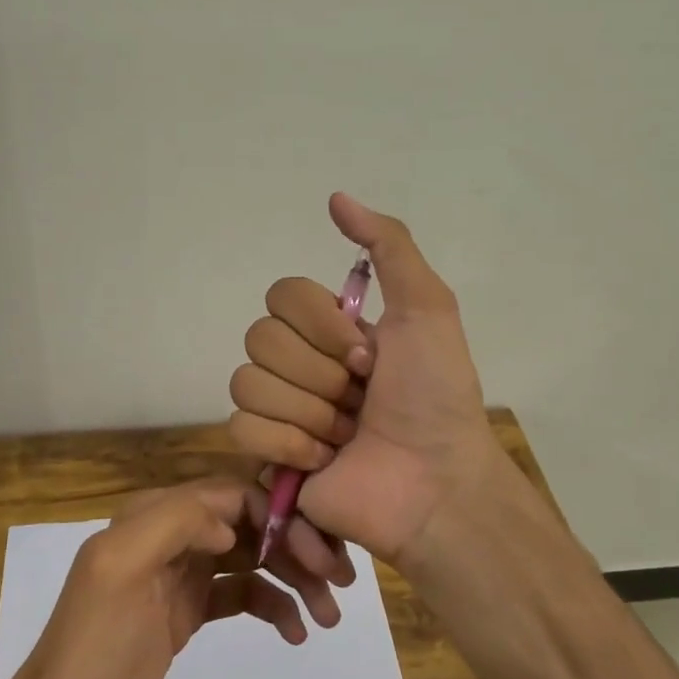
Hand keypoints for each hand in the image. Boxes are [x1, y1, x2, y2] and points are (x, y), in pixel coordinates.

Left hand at [1, 480, 307, 678]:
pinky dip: (271, 605)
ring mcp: (180, 577)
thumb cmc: (92, 651)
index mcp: (153, 516)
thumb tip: (231, 523)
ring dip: (291, 578)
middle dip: (293, 547)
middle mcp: (171, 537)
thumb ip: (173, 522)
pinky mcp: (187, 615)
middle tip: (337, 585)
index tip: (317, 551)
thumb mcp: (120, 570)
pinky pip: (241, 595)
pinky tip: (294, 632)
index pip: (231, 495)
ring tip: (327, 615)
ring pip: (250, 560)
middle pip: (247, 525)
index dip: (278, 515)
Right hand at [228, 193, 500, 570]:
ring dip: (308, 410)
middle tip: (360, 397)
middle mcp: (301, 362)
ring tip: (346, 433)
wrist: (435, 481)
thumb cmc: (436, 395)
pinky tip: (324, 459)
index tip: (367, 355)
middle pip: (259, 338)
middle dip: (319, 372)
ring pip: (248, 382)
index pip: (280, 296)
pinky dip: (290, 444)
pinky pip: (242, 428)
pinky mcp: (269, 454)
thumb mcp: (428, 307)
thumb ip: (388, 245)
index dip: (321, 325)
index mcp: (330, 328)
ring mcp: (282, 409)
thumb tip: (335, 198)